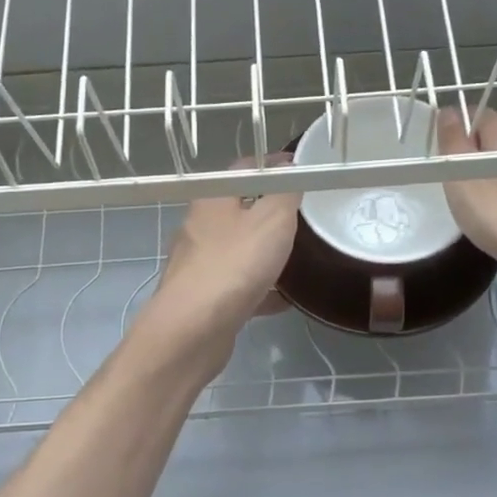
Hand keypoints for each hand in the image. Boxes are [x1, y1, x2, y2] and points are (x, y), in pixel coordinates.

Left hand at [147, 158, 298, 357]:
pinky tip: (285, 300)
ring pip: (238, 251)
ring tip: (299, 257)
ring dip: (264, 253)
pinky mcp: (204, 299)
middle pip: (239, 211)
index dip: (273, 167)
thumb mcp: (273, 218)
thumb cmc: (234, 264)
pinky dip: (261, 289)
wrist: (192, 329)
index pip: (244, 170)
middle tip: (304, 217)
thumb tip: (291, 172)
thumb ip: (285, 193)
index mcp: (212, 199)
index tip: (300, 171)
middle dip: (270, 212)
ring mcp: (199, 266)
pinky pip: (239, 287)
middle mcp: (200, 228)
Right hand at [436, 107, 496, 300]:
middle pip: (491, 143)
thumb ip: (452, 140)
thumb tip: (448, 111)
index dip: (453, 131)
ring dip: (485, 183)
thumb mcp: (462, 173)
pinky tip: (494, 223)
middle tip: (448, 183)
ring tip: (467, 206)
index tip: (438, 156)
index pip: (475, 114)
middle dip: (468, 159)